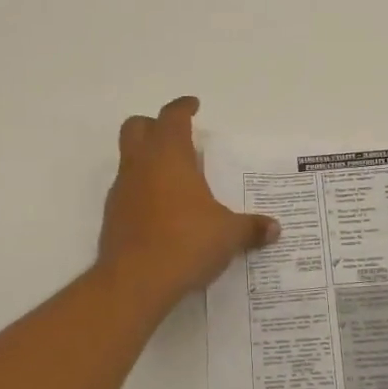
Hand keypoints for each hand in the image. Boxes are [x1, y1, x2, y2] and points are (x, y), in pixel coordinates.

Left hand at [98, 96, 278, 302]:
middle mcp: (140, 166)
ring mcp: (122, 191)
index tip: (194, 106)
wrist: (134, 282)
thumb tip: (274, 229)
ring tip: (177, 180)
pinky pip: (128, 191)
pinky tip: (164, 212)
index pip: (172, 117)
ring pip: (129, 159)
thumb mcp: (228, 235)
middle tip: (178, 136)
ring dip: (148, 160)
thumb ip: (251, 228)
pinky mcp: (113, 217)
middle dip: (154, 125)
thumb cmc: (186, 243)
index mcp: (169, 156)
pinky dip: (143, 191)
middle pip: (136, 128)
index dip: (183, 107)